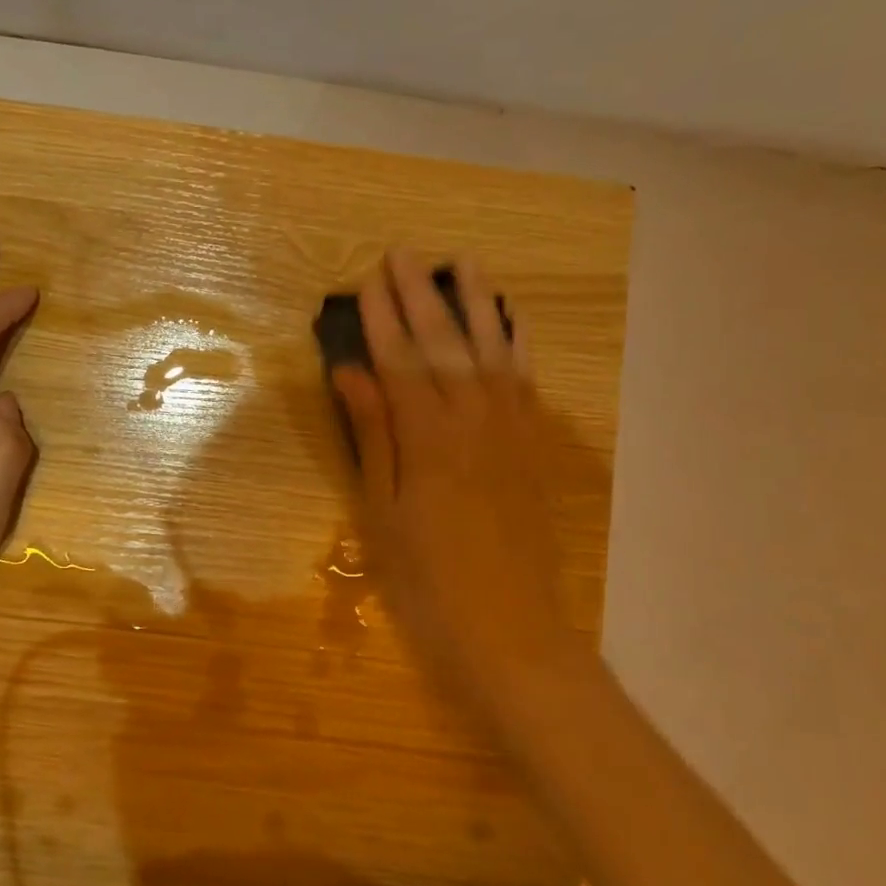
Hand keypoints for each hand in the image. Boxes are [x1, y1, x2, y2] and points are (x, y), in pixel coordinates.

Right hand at [332, 251, 572, 725]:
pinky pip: (527, 381)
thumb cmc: (428, 582)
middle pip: (445, 344)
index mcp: (428, 438)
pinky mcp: (535, 447)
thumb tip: (350, 373)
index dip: (382, 318)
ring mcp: (512, 430)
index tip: (368, 279)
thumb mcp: (381, 513)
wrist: (511, 632)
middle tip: (404, 253)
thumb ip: (372, 436)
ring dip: (476, 304)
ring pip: (493, 351)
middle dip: (421, 296)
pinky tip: (511, 321)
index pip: (400, 362)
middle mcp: (474, 420)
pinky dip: (517, 344)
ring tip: (463, 263)